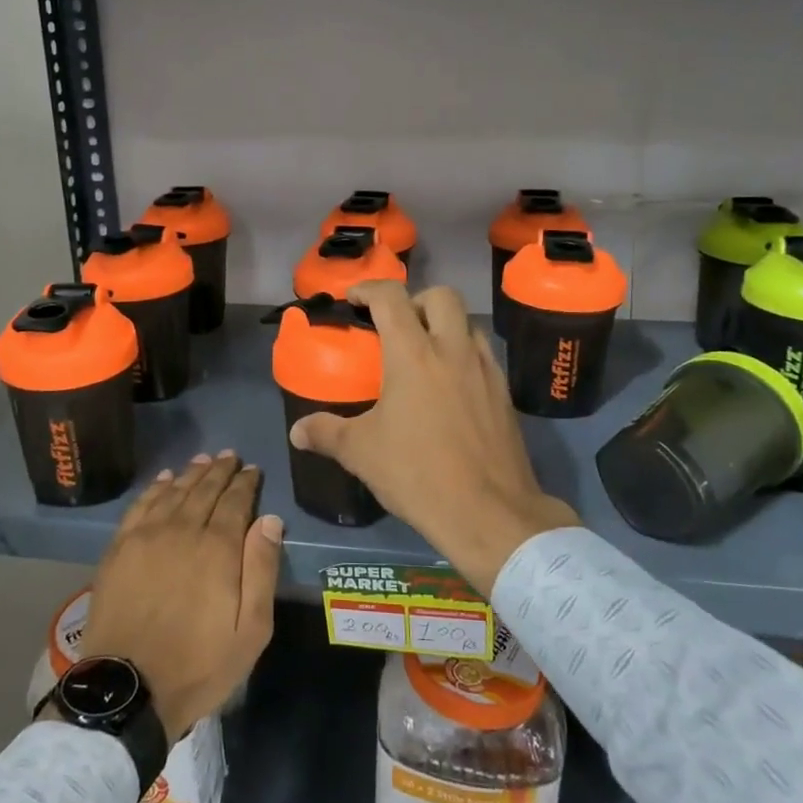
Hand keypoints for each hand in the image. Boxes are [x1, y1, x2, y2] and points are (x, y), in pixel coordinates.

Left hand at [79, 453, 282, 742]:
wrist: (128, 689)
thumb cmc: (198, 665)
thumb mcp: (250, 630)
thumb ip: (262, 570)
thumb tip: (269, 520)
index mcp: (218, 549)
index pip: (236, 502)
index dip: (245, 483)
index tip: (252, 470)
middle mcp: (183, 530)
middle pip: (204, 490)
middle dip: (220, 471)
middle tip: (230, 456)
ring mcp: (147, 537)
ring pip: (174, 492)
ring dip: (191, 473)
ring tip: (203, 460)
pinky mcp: (119, 548)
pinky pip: (141, 505)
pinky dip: (155, 488)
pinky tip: (164, 479)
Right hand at [289, 281, 578, 593]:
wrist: (490, 513)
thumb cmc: (418, 474)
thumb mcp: (361, 453)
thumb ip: (326, 433)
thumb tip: (297, 431)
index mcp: (413, 354)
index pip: (391, 298)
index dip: (368, 289)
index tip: (353, 299)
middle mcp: (453, 350)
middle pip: (440, 296)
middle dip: (415, 300)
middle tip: (396, 325)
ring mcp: (485, 370)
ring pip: (468, 324)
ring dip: (444, 326)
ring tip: (424, 354)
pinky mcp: (505, 394)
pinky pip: (483, 356)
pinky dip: (464, 355)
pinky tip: (450, 387)